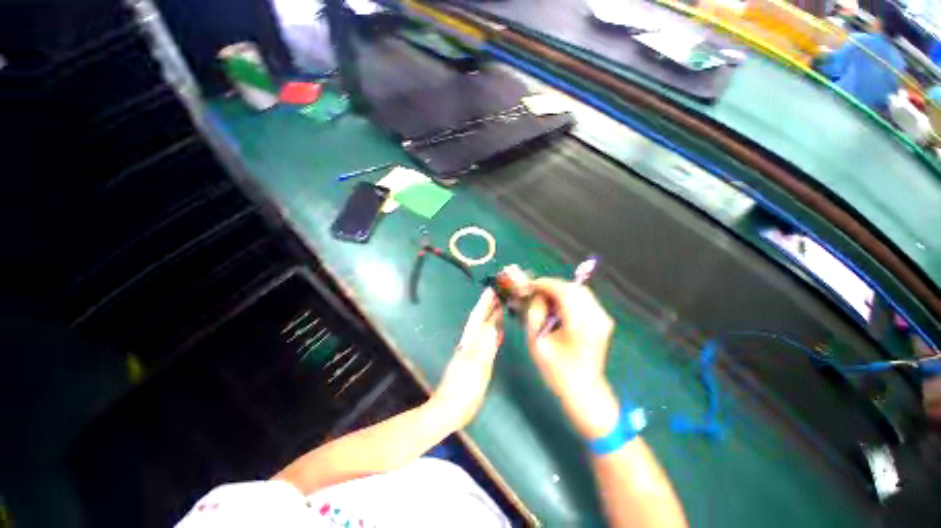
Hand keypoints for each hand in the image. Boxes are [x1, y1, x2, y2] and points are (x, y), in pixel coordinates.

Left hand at [429, 288, 503, 429]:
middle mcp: (470, 343)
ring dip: (491, 316)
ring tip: (501, 306)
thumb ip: (484, 347)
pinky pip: (487, 340)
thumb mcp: (476, 368)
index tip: (492, 289)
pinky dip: (493, 332)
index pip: (478, 317)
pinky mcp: (477, 360)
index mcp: (469, 342)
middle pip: (480, 320)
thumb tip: (492, 325)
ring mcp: (473, 351)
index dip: (485, 303)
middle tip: (500, 292)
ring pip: (483, 328)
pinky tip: (498, 331)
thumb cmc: (463, 390)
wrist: (450, 410)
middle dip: (489, 305)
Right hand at [525, 278, 618, 438]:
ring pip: (580, 291)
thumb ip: (535, 314)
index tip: (531, 285)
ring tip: (546, 299)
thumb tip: (538, 295)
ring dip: (561, 290)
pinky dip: (571, 297)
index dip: (546, 284)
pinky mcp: (604, 320)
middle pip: (573, 288)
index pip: (563, 291)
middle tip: (537, 292)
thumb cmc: (557, 370)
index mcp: (580, 326)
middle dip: (553, 285)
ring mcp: (603, 318)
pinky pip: (585, 299)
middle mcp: (596, 318)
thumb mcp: (537, 343)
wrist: (584, 390)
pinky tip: (560, 306)